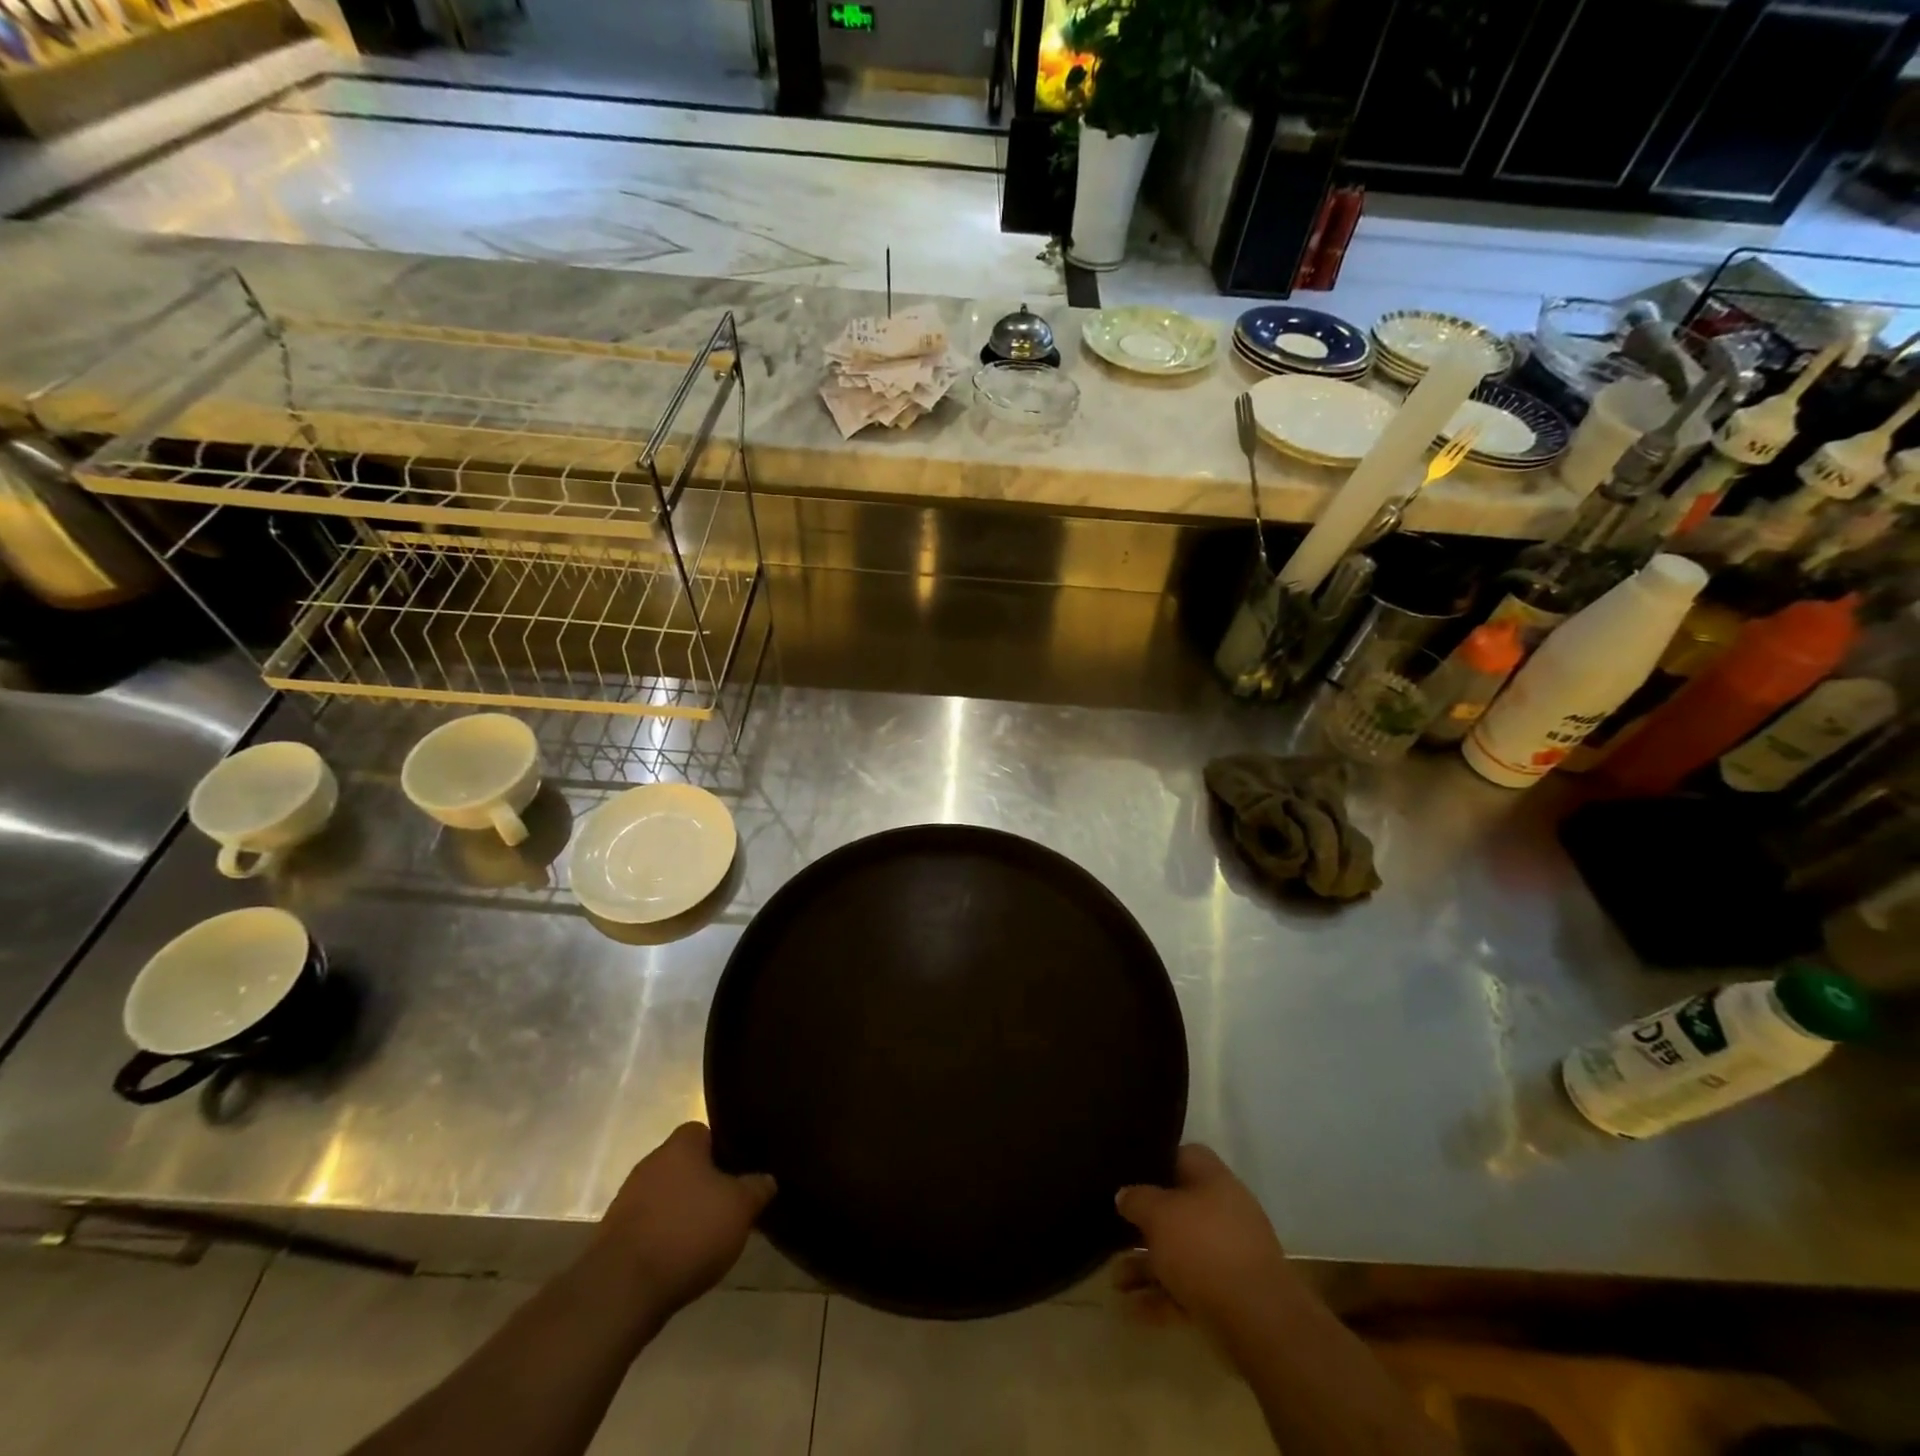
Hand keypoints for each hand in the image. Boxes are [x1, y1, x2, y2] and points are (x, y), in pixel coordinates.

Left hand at [589, 1122, 774, 1323]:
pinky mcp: (614, 1235)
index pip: (704, 1131)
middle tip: (726, 1206)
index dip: (723, 1149)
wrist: (622, 1290)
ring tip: (705, 1238)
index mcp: (680, 1145)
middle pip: (684, 1165)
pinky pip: (649, 1226)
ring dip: (682, 1212)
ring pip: (666, 1196)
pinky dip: (663, 1238)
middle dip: (704, 1183)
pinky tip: (679, 1260)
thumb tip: (767, 1178)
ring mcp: (628, 1199)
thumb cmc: (688, 1232)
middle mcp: (651, 1162)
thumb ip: (757, 1187)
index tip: (739, 1172)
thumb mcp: (740, 1208)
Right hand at [1115, 1144, 1294, 1348]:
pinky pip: (1189, 1288)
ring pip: (1180, 1253)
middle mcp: (1225, 1212)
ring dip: (1147, 1267)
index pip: (1183, 1156)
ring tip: (1116, 1282)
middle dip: (1145, 1225)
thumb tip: (1125, 1194)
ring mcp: (1230, 1256)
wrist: (1259, 1321)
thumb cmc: (1204, 1248)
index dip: (1156, 1162)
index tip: (1129, 1174)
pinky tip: (1132, 1310)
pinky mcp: (1230, 1296)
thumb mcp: (1158, 1214)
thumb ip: (1137, 1200)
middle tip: (1115, 1231)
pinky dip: (1162, 1297)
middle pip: (1178, 1209)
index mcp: (1214, 1179)